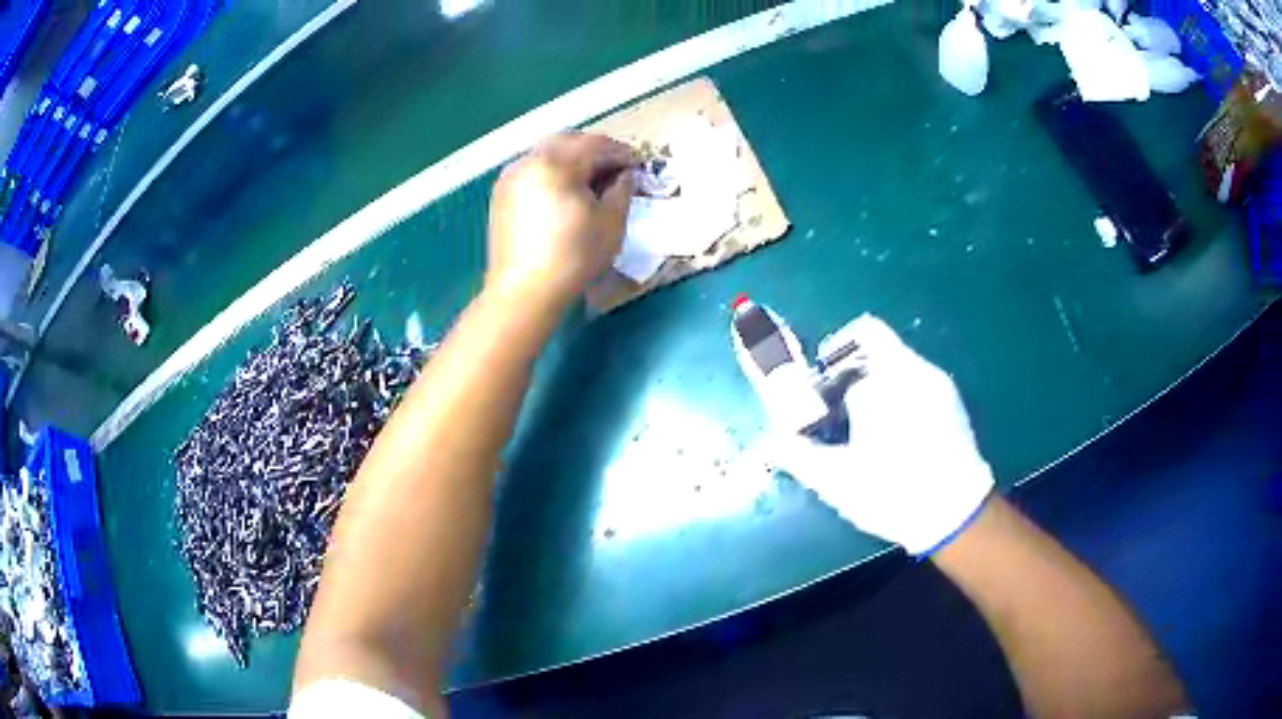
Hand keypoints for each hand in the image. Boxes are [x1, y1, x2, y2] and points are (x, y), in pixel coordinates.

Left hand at [486, 132, 635, 310]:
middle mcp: (530, 161)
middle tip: (615, 169)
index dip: (621, 153)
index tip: (637, 165)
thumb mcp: (611, 223)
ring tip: (591, 181)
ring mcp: (511, 176)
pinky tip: (565, 192)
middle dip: (595, 150)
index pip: (596, 144)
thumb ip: (622, 189)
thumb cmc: (574, 257)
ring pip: (547, 153)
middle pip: (568, 141)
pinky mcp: (502, 194)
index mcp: (557, 163)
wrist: (524, 292)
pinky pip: (533, 169)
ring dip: (572, 159)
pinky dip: (552, 171)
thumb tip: (624, 175)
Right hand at [772, 315, 993, 554]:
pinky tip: (894, 430)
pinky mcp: (951, 398)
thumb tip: (771, 441)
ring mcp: (936, 381)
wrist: (957, 513)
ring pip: (895, 359)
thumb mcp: (836, 480)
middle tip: (835, 405)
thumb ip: (797, 455)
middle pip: (872, 341)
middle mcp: (912, 369)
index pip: (846, 346)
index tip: (816, 394)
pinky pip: (915, 376)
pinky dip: (896, 389)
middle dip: (847, 366)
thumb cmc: (893, 493)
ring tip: (863, 422)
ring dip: (872, 378)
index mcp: (882, 381)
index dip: (824, 367)